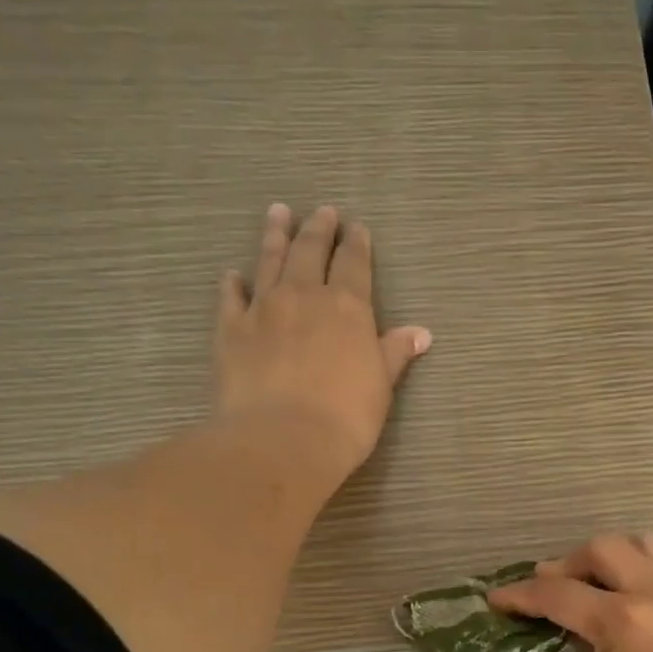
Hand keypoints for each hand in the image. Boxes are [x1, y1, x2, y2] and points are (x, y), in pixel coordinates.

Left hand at [213, 203, 430, 485]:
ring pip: (270, 260)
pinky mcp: (231, 330)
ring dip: (276, 234)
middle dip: (319, 229)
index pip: (354, 264)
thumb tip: (421, 332)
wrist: (283, 440)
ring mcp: (263, 308)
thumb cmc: (345, 417)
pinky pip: (231, 297)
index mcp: (347, 306)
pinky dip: (233, 283)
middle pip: (311, 251)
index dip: (357, 244)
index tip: (358, 228)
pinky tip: (233, 274)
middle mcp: (304, 296)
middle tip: (323, 211)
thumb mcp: (381, 386)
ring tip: (278, 212)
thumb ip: (395, 353)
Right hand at [490, 535, 652, 651]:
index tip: (498, 597)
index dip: (522, 595)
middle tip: (549, 587)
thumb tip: (580, 632)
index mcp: (624, 621)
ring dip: (613, 556)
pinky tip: (637, 595)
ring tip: (595, 581)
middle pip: (604, 549)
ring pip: (647, 544)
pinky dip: (650, 572)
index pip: (559, 594)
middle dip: (566, 563)